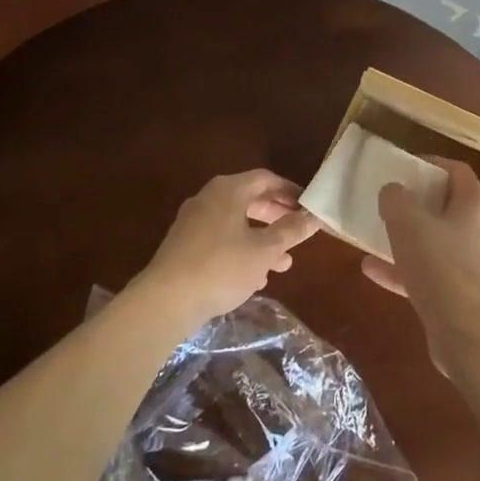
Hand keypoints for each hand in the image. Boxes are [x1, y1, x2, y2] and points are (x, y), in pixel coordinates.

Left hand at [127, 170, 318, 333]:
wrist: (165, 301)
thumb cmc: (221, 267)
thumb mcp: (265, 250)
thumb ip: (291, 231)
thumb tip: (314, 217)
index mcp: (229, 190)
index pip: (266, 179)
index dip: (290, 191)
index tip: (309, 206)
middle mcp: (209, 198)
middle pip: (251, 200)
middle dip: (277, 217)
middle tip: (298, 233)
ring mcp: (193, 222)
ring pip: (236, 223)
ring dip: (262, 239)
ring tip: (283, 264)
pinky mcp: (184, 245)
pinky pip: (220, 239)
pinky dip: (241, 250)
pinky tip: (254, 278)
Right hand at [361, 159, 479, 367]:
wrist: (467, 330)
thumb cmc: (440, 264)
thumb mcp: (407, 223)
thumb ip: (396, 200)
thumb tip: (393, 190)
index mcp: (475, 205)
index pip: (458, 171)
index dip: (432, 164)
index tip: (406, 167)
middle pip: (450, 208)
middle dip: (419, 204)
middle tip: (392, 202)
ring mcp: (475, 266)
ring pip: (439, 244)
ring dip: (409, 240)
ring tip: (377, 237)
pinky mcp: (464, 296)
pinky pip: (432, 275)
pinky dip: (405, 271)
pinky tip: (373, 272)